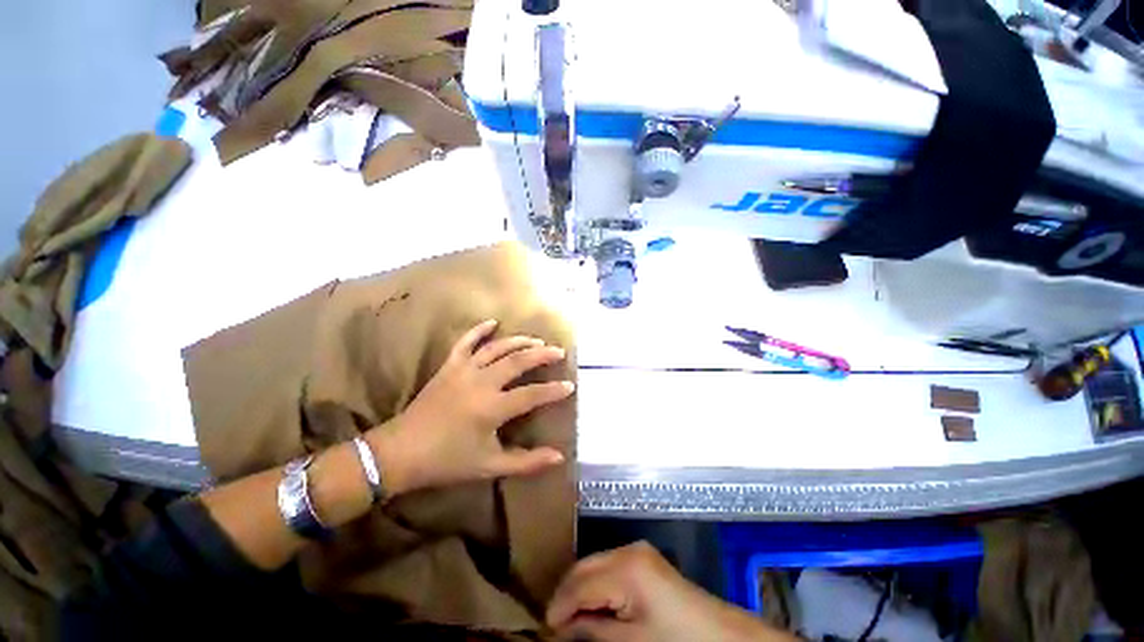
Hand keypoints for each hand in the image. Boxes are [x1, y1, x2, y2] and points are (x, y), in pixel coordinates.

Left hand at [369, 319, 573, 493]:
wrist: (399, 453)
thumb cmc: (447, 462)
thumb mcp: (489, 466)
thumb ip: (526, 462)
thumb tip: (559, 457)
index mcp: (492, 408)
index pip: (532, 395)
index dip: (553, 391)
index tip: (570, 385)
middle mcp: (481, 383)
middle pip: (517, 362)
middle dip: (541, 355)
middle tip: (559, 351)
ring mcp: (463, 371)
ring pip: (497, 348)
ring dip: (519, 341)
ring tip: (536, 340)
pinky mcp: (448, 366)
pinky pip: (465, 343)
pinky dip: (479, 330)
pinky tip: (493, 322)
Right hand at [547, 542, 794, 641]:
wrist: (721, 636)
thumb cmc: (676, 641)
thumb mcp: (630, 641)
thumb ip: (592, 630)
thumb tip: (561, 628)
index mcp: (625, 566)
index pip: (578, 584)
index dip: (558, 608)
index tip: (544, 631)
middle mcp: (628, 550)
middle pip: (583, 568)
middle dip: (566, 596)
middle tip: (554, 627)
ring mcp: (637, 551)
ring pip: (594, 565)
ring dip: (580, 591)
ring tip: (571, 621)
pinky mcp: (644, 559)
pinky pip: (608, 567)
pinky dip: (597, 586)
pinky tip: (594, 607)